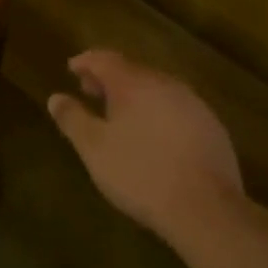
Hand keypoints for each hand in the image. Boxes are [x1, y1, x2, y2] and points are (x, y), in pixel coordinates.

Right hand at [48, 50, 243, 245]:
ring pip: (157, 89)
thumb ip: (73, 119)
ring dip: (136, 96)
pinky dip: (159, 113)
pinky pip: (177, 109)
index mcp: (133, 82)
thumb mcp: (95, 149)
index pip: (104, 58)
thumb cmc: (140, 173)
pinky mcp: (212, 127)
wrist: (206, 208)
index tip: (72, 69)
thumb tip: (55, 98)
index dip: (86, 62)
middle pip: (132, 71)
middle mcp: (164, 83)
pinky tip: (155, 137)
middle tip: (92, 92)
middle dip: (110, 79)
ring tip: (121, 116)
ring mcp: (193, 103)